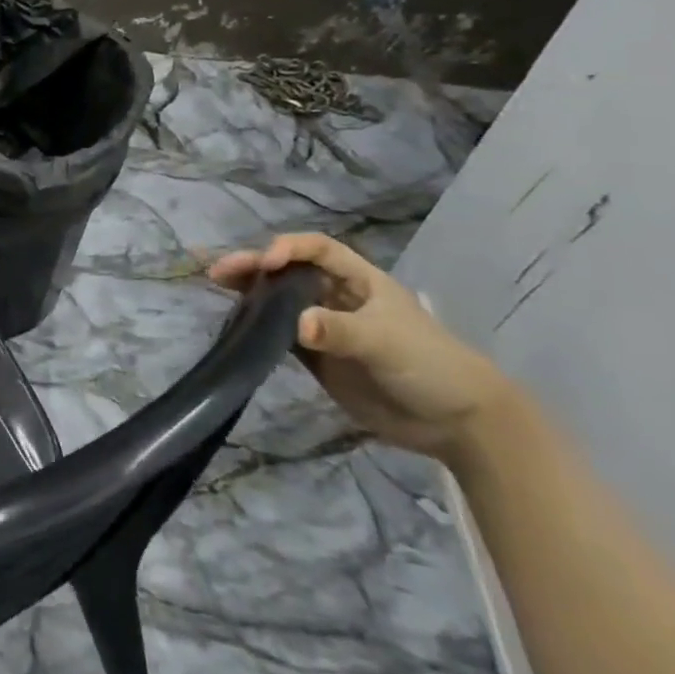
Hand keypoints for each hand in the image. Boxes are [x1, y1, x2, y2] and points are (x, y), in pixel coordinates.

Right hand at [209, 233, 513, 462]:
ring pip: (278, 299)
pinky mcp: (315, 356)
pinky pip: (278, 332)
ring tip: (217, 285)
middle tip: (220, 271)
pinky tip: (235, 321)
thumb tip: (296, 325)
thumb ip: (340, 331)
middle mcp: (337, 297)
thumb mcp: (386, 343)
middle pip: (289, 271)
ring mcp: (324, 326)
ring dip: (249, 290)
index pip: (318, 250)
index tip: (267, 262)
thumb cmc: (430, 366)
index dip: (290, 248)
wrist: (457, 424)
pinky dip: (256, 325)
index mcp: (360, 281)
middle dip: (255, 266)